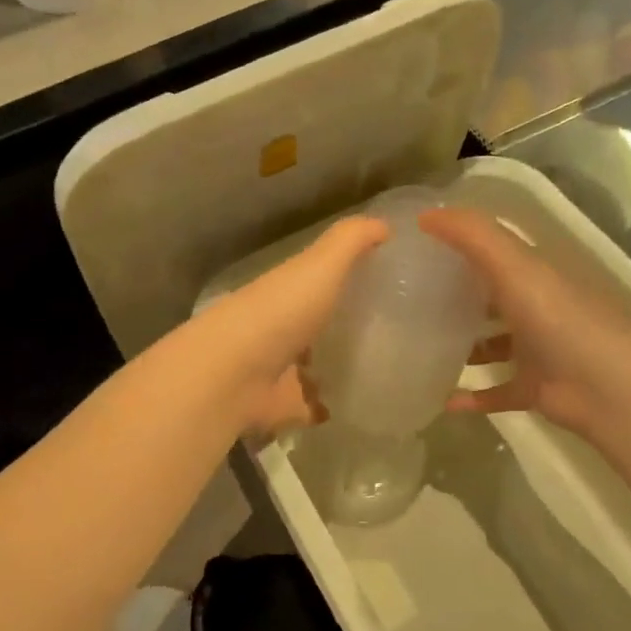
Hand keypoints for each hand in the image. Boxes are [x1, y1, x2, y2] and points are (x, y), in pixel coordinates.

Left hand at [191, 216, 389, 435]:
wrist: (233, 375)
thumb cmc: (279, 312)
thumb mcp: (320, 265)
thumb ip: (350, 241)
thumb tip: (385, 223)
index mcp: (288, 292)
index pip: (320, 282)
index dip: (347, 280)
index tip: (386, 284)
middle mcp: (282, 328)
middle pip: (318, 325)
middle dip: (345, 327)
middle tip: (397, 332)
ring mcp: (282, 370)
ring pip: (315, 366)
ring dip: (338, 367)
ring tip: (387, 370)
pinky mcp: (285, 406)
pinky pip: (314, 407)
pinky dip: (331, 407)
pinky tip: (364, 405)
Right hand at [418, 207, 630, 433]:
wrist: (607, 386)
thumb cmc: (559, 318)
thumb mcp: (514, 266)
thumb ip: (472, 236)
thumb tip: (423, 214)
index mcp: (534, 274)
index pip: (493, 252)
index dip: (458, 246)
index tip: (415, 249)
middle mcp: (535, 308)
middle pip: (490, 298)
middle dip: (455, 297)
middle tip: (407, 301)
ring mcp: (536, 350)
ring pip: (492, 346)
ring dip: (463, 347)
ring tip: (419, 348)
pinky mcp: (534, 388)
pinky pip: (496, 391)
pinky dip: (472, 397)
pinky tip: (442, 399)